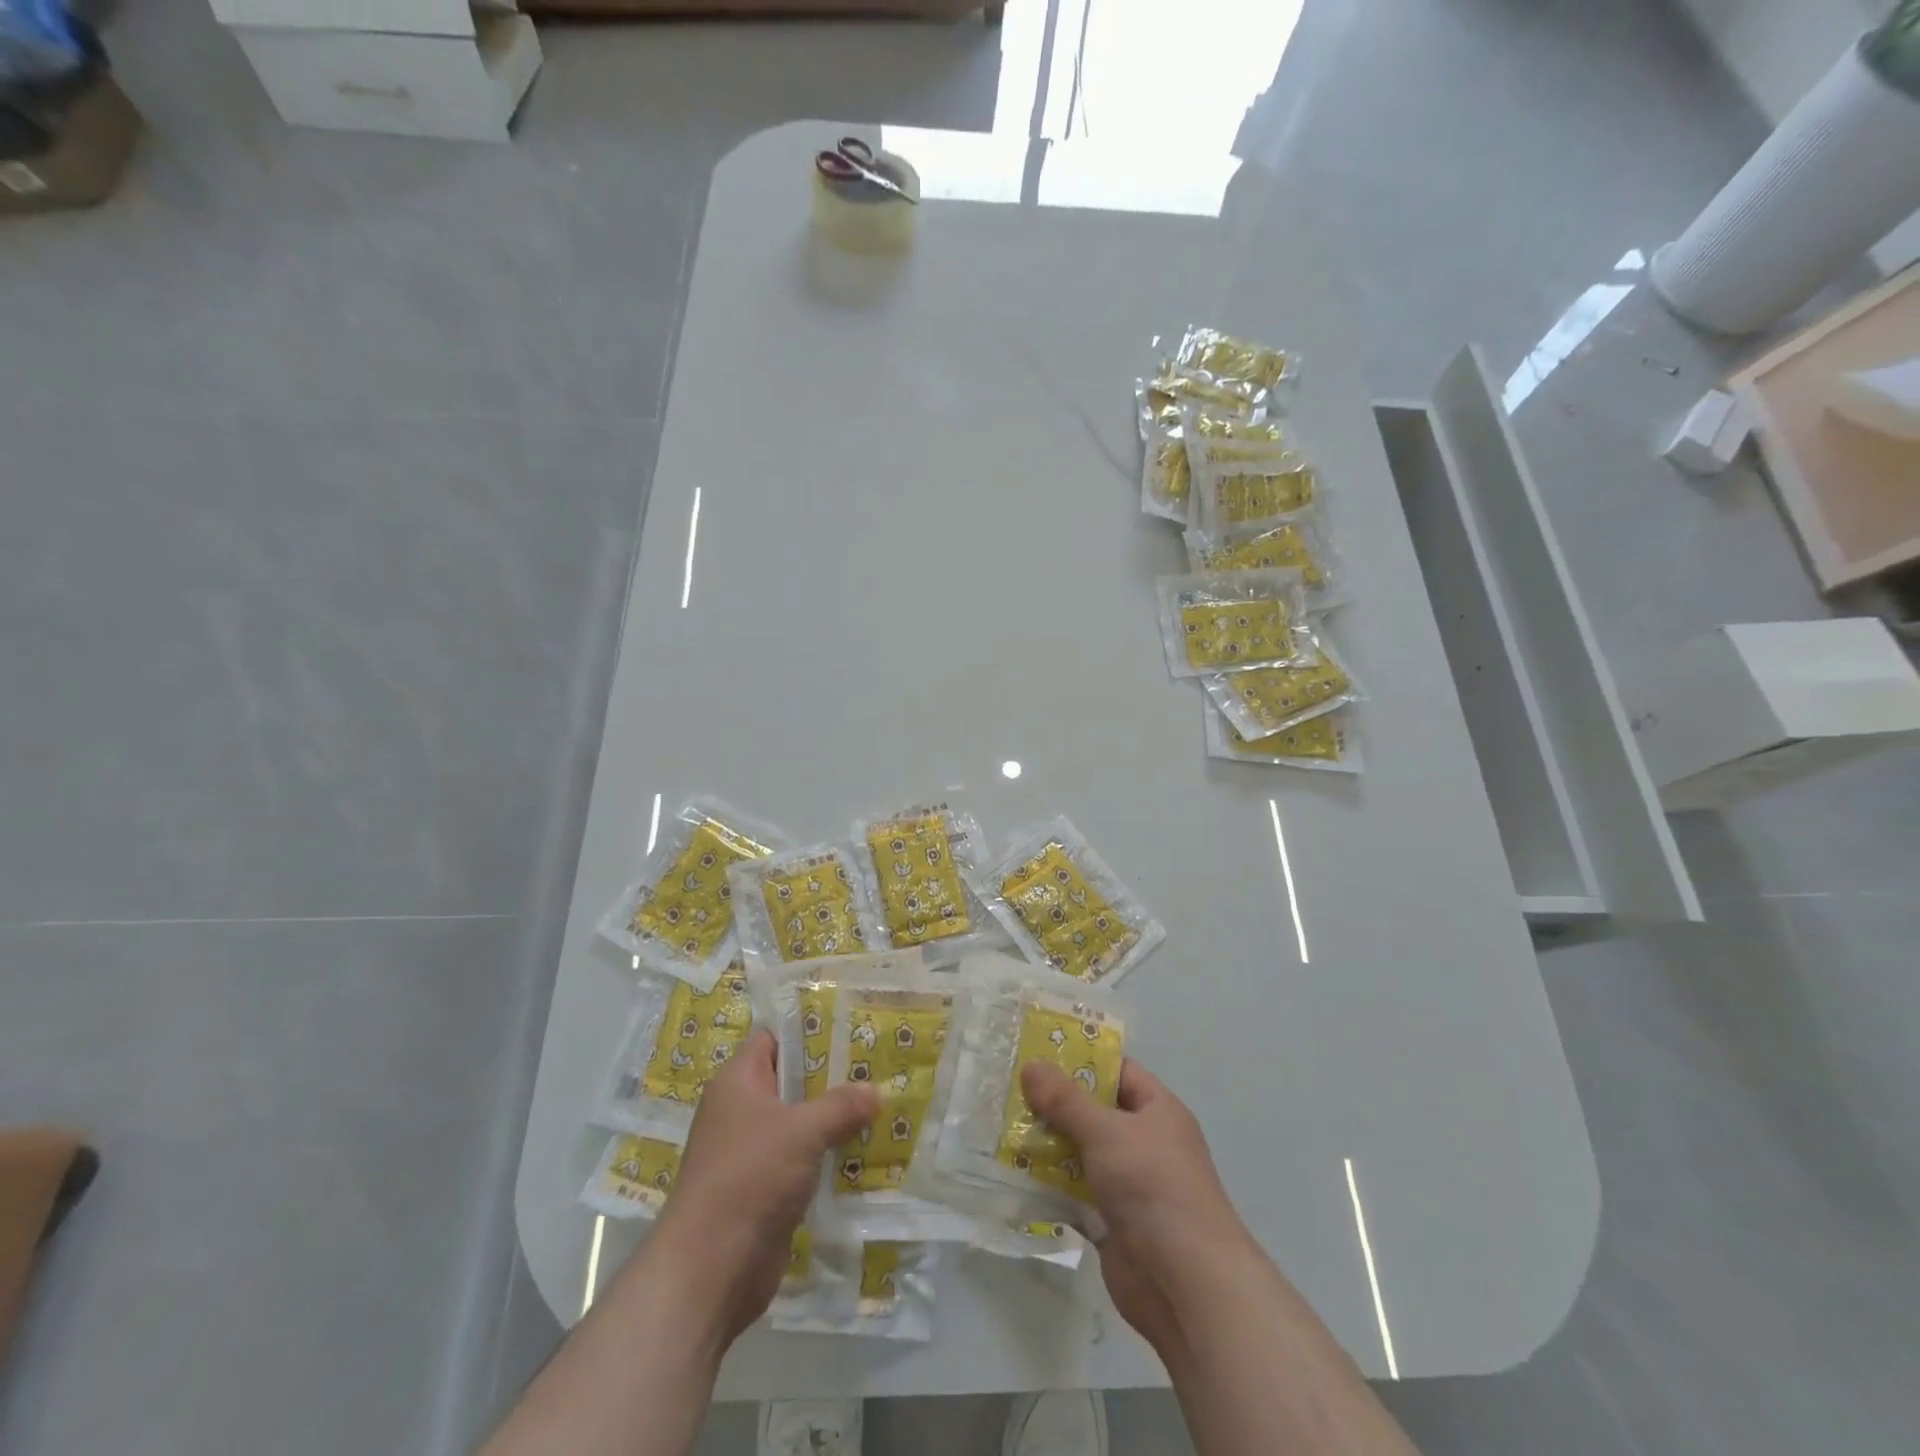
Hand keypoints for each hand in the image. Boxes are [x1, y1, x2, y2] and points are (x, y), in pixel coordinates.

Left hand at [644, 1030, 875, 1341]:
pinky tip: (862, 1153)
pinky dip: (825, 1157)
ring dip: (832, 1120)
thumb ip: (841, 1106)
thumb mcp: (802, 1131)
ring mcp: (750, 1153)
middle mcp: (740, 1111)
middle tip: (876, 1067)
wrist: (710, 1268)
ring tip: (879, 1106)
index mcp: (737, 1082)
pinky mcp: (762, 1190)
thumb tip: (874, 1091)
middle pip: (790, 1081)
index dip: (807, 1031)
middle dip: (830, 1077)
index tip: (849, 1028)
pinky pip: (800, 1161)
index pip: (773, 1039)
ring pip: (798, 1123)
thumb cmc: (750, 1176)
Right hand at [1021, 1059, 1257, 1360]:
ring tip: (1001, 1128)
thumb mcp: (1106, 1131)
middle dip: (1054, 1104)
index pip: (1118, 1071)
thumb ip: (1066, 1100)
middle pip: (1094, 1112)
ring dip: (1047, 1144)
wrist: (1187, 1286)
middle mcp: (1145, 1143)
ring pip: (1081, 1153)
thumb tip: (1031, 1064)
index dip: (1081, 1060)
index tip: (1038, 1053)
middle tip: (1009, 1090)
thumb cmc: (1154, 1187)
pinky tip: (1013, 1174)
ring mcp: (1129, 1184)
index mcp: (1158, 1111)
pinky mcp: (1112, 1222)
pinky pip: (1075, 1192)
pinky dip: (1049, 1184)